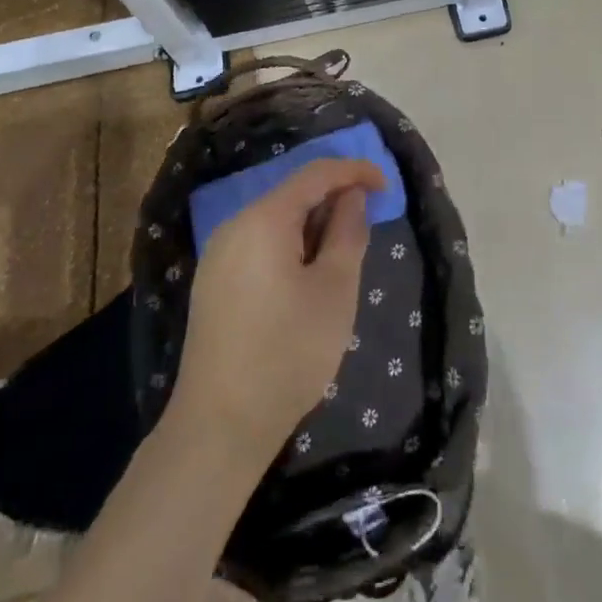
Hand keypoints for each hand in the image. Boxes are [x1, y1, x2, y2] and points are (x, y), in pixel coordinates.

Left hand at [169, 158, 385, 453]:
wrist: (217, 429)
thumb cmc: (287, 353)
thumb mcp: (335, 289)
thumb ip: (348, 232)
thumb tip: (351, 198)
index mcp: (263, 219)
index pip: (316, 173)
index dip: (355, 171)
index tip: (387, 186)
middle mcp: (235, 225)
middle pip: (293, 194)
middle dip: (333, 200)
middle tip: (367, 227)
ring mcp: (218, 255)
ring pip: (277, 220)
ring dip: (313, 226)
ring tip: (341, 256)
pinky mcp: (214, 282)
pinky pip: (260, 243)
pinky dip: (291, 245)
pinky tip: (307, 278)